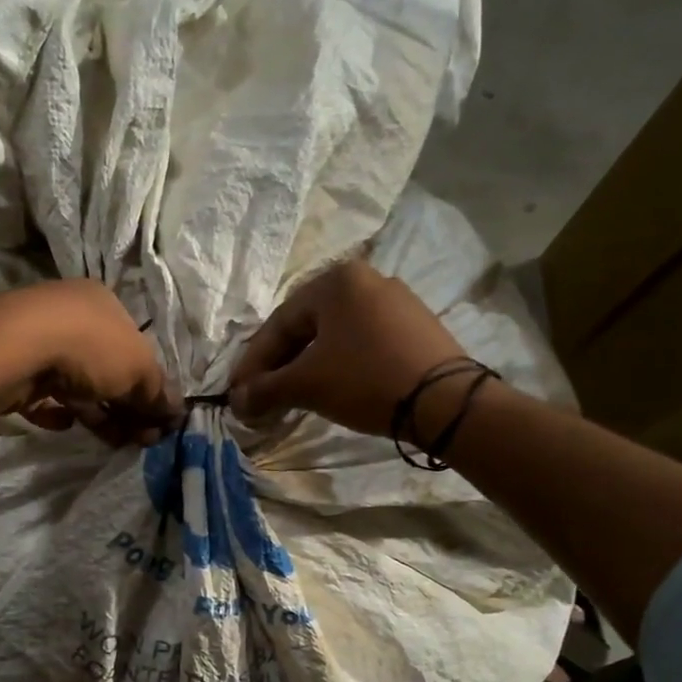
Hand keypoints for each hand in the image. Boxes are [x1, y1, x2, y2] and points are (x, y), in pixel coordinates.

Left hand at [0, 280, 182, 446]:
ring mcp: (40, 341)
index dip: (151, 386)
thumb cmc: (90, 348)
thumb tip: (175, 412)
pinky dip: (56, 412)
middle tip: (143, 439)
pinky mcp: (16, 369)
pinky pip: (42, 396)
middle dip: (128, 407)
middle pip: (108, 369)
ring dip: (100, 415)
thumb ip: (158, 392)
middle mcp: (72, 316)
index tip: (159, 420)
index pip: (135, 347)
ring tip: (117, 443)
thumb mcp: (139, 369)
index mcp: (104, 305)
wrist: (17, 349)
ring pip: (78, 385)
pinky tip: (66, 424)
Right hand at [229, 255, 465, 435]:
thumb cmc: (365, 380)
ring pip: (334, 336)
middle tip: (261, 396)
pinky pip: (361, 343)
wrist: (445, 402)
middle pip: (306, 327)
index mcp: (336, 281)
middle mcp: (366, 280)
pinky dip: (338, 365)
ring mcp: (395, 302)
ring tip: (292, 397)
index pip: (279, 324)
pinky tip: (331, 389)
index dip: (253, 362)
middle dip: (280, 365)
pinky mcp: (415, 327)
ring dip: (307, 367)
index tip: (238, 393)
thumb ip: (265, 390)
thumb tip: (236, 402)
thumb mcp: (307, 385)